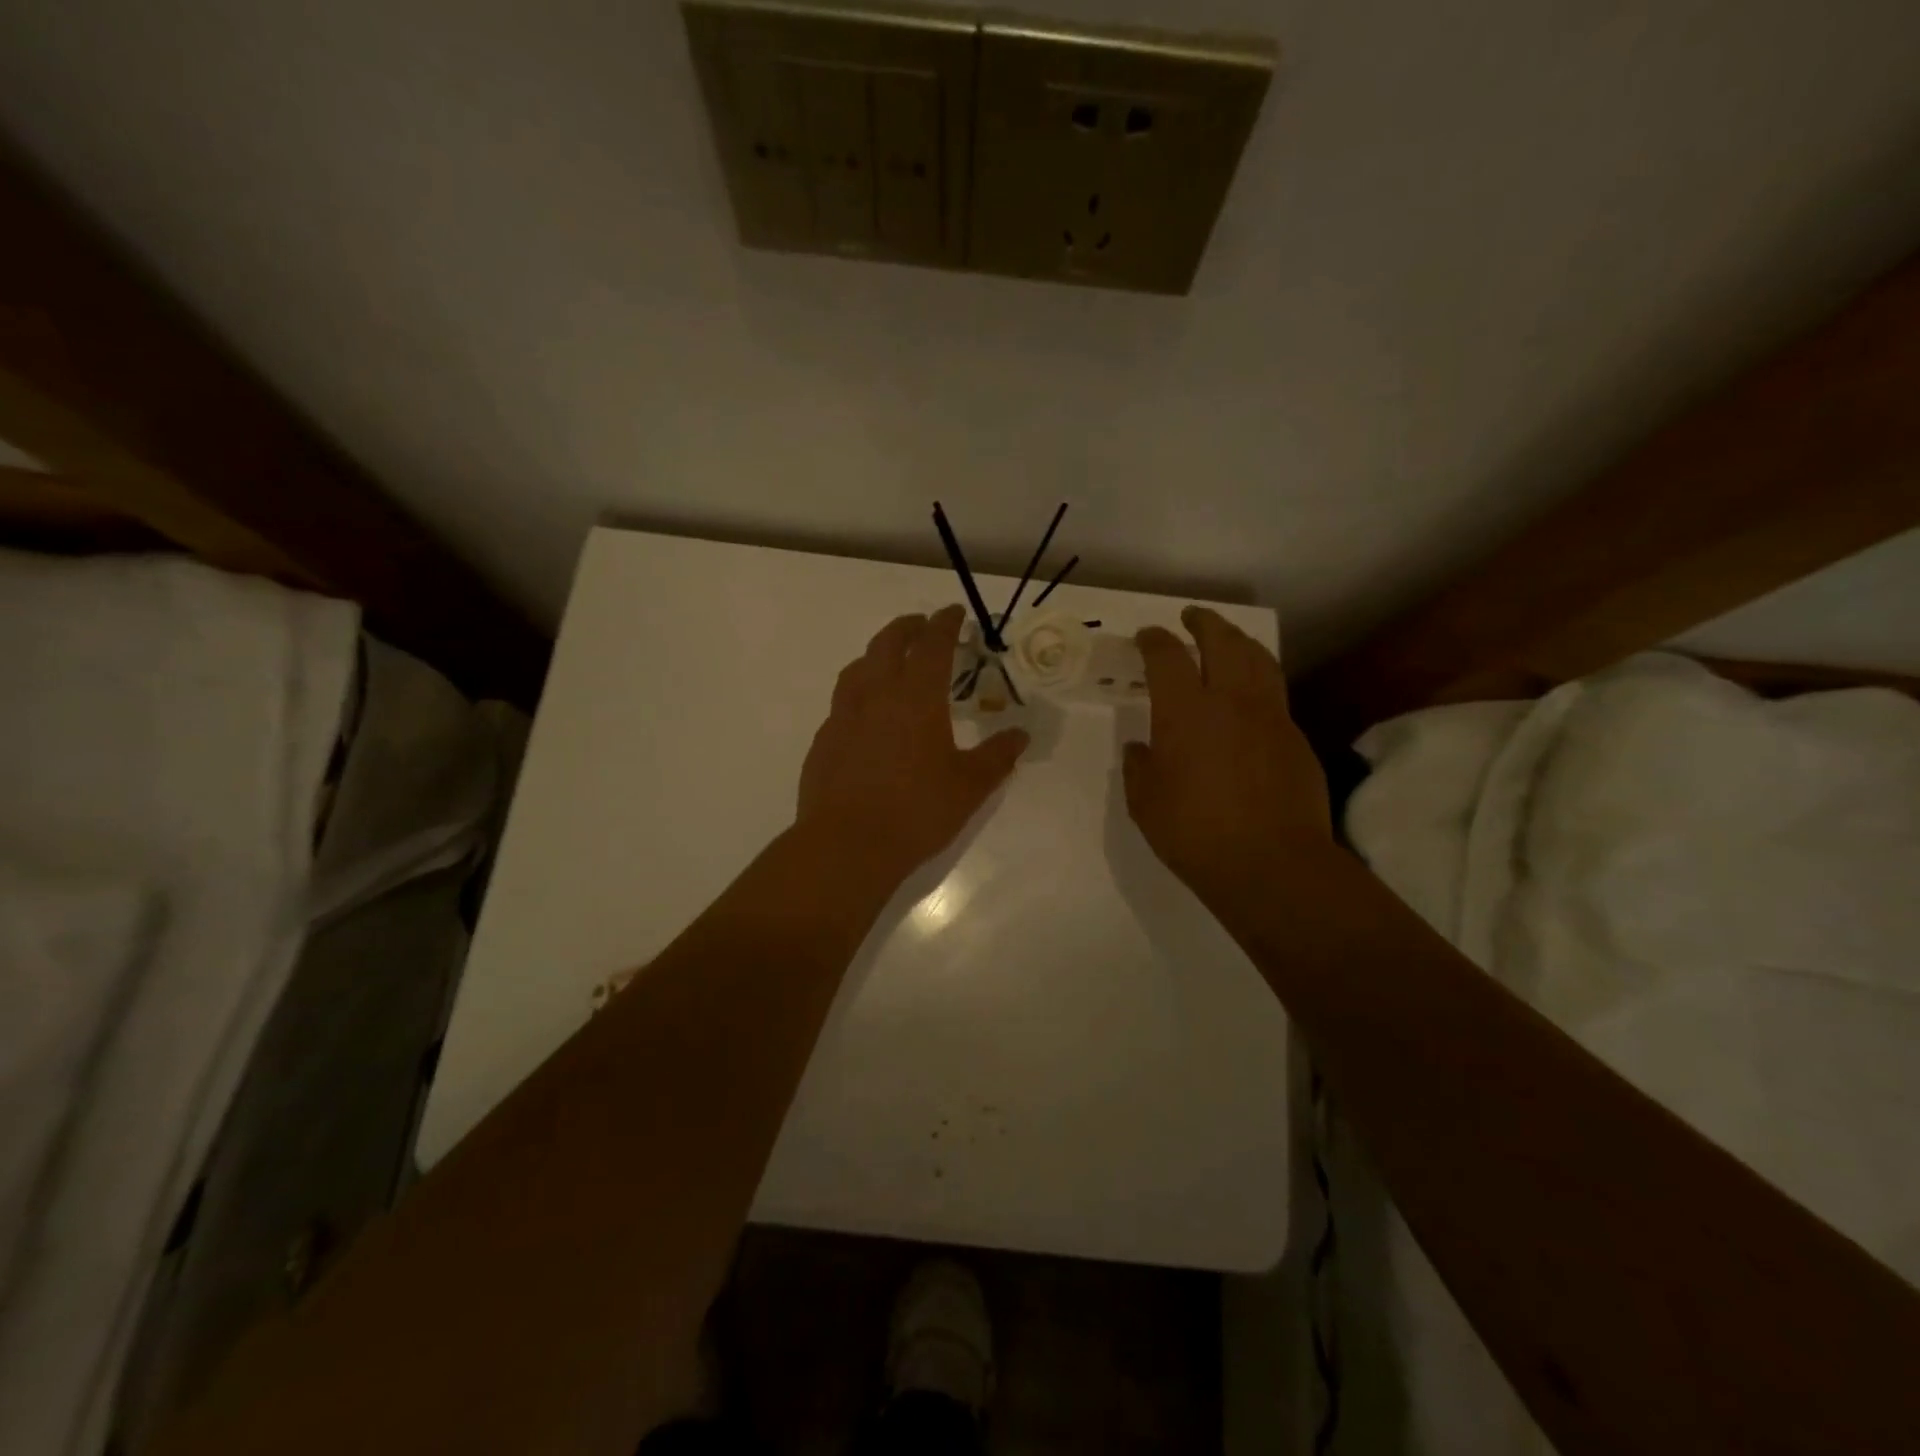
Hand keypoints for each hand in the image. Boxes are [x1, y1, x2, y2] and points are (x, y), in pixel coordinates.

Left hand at [797, 606, 1028, 887]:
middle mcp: (876, 695)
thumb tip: (1021, 735)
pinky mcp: (824, 740)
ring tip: (889, 660)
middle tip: (922, 625)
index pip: (933, 644)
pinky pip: (842, 702)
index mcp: (916, 697)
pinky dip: (858, 692)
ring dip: (877, 654)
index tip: (954, 611)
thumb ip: (997, 756)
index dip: (945, 623)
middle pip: (888, 644)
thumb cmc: (916, 811)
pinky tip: (865, 714)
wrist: (847, 845)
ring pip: (858, 667)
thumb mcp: (970, 786)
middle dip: (908, 627)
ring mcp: (844, 716)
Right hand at [1123, 606, 1330, 903]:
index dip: (1154, 640)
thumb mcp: (1145, 803)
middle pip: (1222, 641)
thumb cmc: (1195, 833)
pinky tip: (1250, 696)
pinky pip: (1275, 693)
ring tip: (1227, 640)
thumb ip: (1138, 768)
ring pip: (1258, 659)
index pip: (1167, 657)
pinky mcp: (1296, 737)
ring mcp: (1270, 716)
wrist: (1271, 864)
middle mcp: (1230, 700)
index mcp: (1185, 712)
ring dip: (1238, 641)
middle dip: (1204, 622)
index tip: (1146, 636)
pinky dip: (1259, 679)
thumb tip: (1140, 749)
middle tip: (1191, 617)